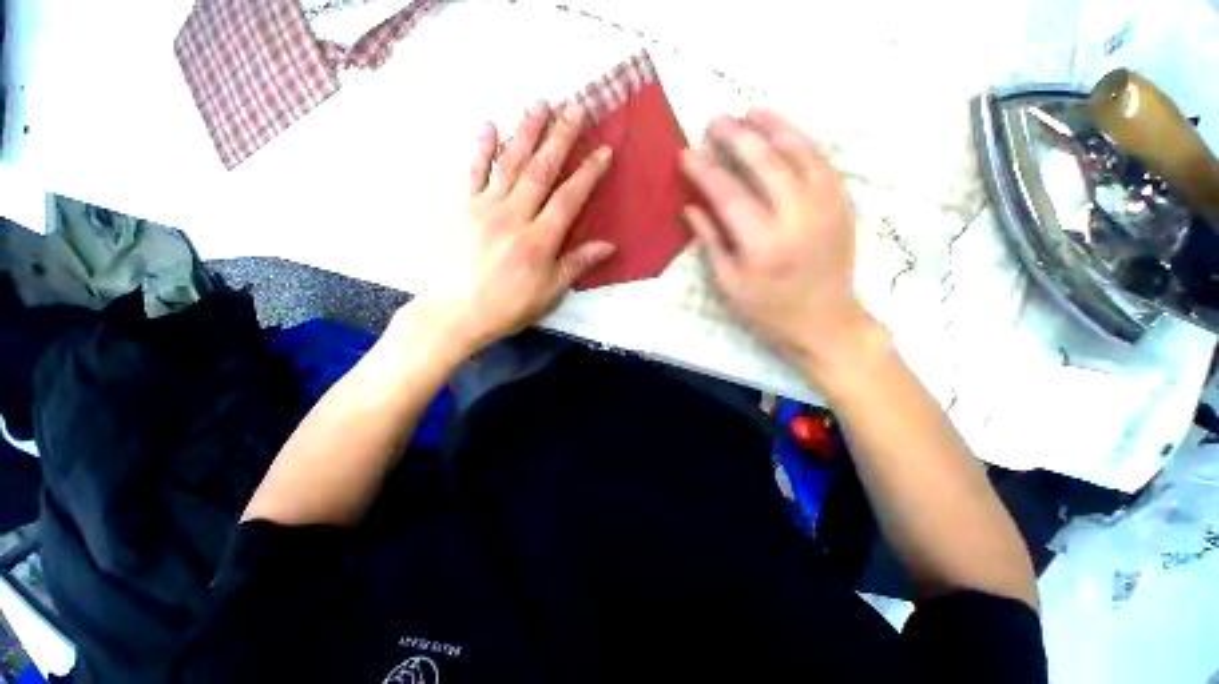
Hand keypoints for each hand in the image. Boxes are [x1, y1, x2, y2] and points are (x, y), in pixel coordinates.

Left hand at [412, 101, 614, 355]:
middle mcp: (514, 216)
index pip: (569, 198)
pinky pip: (471, 172)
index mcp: (539, 240)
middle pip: (540, 170)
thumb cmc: (508, 306)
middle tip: (574, 108)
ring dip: (526, 132)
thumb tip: (608, 245)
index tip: (603, 151)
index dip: (588, 174)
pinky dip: (481, 148)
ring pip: (510, 163)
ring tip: (539, 104)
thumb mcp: (550, 292)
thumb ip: (577, 264)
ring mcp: (485, 208)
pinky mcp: (461, 208)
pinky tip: (489, 125)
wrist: (456, 313)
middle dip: (560, 138)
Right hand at [680, 109, 885, 385]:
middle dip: (736, 138)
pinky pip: (821, 162)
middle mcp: (796, 218)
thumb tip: (691, 207)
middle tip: (715, 121)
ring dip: (772, 127)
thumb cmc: (767, 309)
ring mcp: (825, 207)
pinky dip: (801, 141)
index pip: (728, 194)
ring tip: (750, 112)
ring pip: (798, 153)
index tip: (686, 153)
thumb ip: (711, 241)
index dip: (705, 171)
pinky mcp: (841, 204)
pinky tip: (784, 132)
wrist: (824, 320)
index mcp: (762, 244)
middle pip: (764, 164)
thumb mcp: (729, 283)